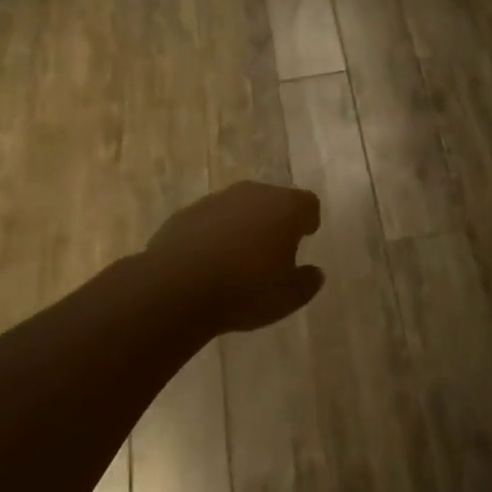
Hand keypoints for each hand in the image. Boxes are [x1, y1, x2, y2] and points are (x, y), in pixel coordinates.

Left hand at [144, 182, 324, 333]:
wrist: (177, 287)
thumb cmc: (246, 289)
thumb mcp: (288, 297)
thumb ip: (307, 282)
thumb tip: (314, 273)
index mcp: (286, 208)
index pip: (308, 204)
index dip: (308, 220)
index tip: (305, 236)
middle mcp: (254, 194)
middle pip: (273, 200)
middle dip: (276, 221)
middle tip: (274, 249)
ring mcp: (217, 200)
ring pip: (240, 208)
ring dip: (244, 226)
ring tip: (239, 258)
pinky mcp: (187, 213)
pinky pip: (211, 220)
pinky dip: (214, 234)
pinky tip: (208, 262)